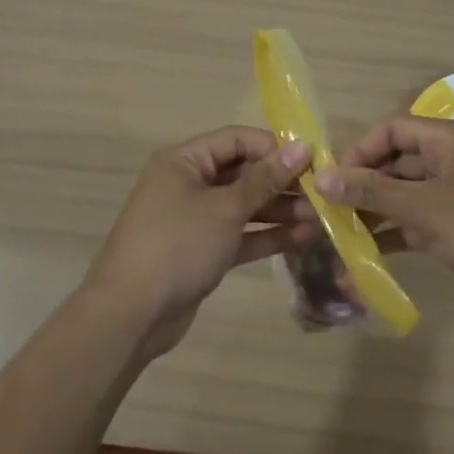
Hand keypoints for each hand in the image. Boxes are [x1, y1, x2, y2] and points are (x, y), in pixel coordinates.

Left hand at [85, 127, 315, 359]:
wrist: (130, 314)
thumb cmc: (177, 245)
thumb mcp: (225, 208)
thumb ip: (265, 179)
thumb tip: (302, 147)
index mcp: (185, 160)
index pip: (237, 139)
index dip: (274, 147)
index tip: (313, 160)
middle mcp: (189, 183)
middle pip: (242, 172)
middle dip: (281, 182)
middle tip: (322, 194)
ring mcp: (195, 219)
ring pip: (243, 206)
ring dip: (279, 211)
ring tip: (320, 218)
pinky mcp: (201, 251)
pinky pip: (239, 234)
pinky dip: (266, 236)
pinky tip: (302, 238)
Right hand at [315, 116, 453, 318]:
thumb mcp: (426, 211)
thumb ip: (373, 193)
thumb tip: (322, 178)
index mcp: (450, 138)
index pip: (392, 128)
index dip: (360, 151)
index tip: (335, 181)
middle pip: (401, 160)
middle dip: (367, 184)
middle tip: (335, 212)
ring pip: (414, 191)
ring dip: (383, 210)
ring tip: (349, 235)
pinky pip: (430, 214)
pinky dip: (406, 228)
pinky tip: (378, 251)